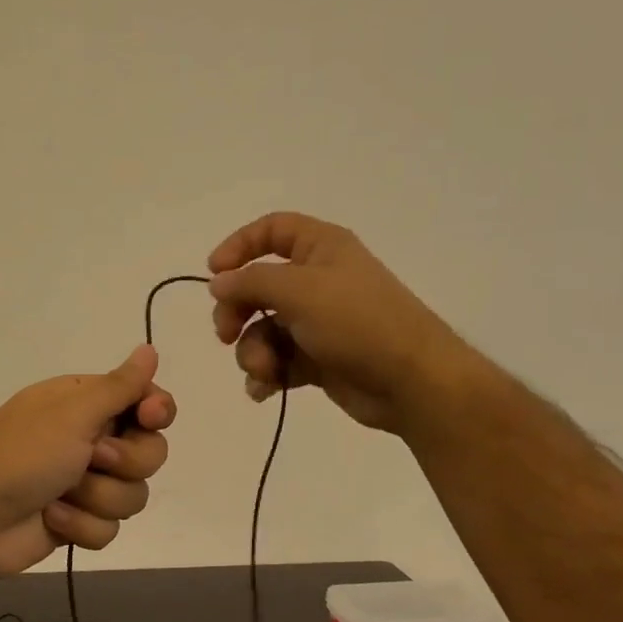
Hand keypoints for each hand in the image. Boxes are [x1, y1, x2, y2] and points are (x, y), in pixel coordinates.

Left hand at [0, 345, 176, 578]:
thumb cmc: (20, 454)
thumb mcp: (72, 413)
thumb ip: (119, 386)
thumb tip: (150, 349)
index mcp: (85, 403)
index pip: (145, 401)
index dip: (157, 412)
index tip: (150, 418)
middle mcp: (89, 439)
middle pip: (150, 452)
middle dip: (126, 462)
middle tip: (93, 459)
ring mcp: (84, 483)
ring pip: (132, 495)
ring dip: (98, 498)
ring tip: (61, 494)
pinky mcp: (77, 522)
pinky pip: (109, 528)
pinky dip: (81, 526)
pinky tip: (51, 519)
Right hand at [207, 212, 468, 435]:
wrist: (409, 381)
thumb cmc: (358, 323)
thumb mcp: (300, 291)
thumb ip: (251, 282)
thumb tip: (218, 283)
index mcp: (321, 249)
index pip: (272, 231)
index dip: (239, 246)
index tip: (213, 274)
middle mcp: (317, 281)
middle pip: (257, 287)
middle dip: (236, 312)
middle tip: (226, 335)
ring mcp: (316, 323)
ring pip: (262, 331)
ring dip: (253, 353)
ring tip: (266, 371)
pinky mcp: (316, 360)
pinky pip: (277, 361)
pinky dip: (267, 375)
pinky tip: (266, 390)